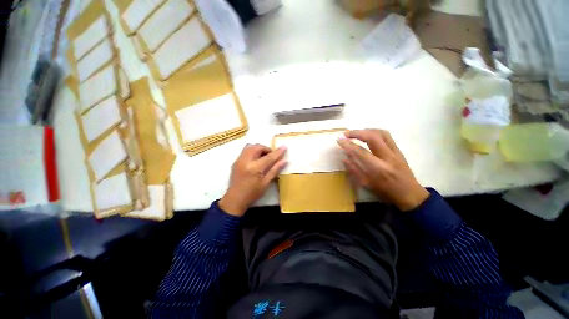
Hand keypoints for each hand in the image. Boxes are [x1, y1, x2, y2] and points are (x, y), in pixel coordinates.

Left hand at [219, 144, 287, 215]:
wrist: (235, 199)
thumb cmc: (252, 194)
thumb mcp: (266, 183)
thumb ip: (275, 170)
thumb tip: (284, 161)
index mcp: (255, 168)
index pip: (269, 157)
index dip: (277, 152)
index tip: (284, 147)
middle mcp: (246, 161)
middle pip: (257, 147)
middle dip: (266, 148)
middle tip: (271, 155)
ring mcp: (239, 160)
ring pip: (249, 146)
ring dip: (258, 148)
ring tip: (263, 156)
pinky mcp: (235, 162)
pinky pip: (245, 151)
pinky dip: (252, 151)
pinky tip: (255, 160)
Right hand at [337, 129, 428, 210]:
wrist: (410, 195)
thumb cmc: (386, 193)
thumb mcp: (367, 185)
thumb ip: (355, 170)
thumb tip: (344, 159)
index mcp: (379, 169)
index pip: (360, 152)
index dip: (348, 144)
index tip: (339, 140)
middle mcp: (388, 157)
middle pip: (372, 137)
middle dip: (356, 133)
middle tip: (346, 134)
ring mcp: (396, 152)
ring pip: (381, 133)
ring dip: (366, 130)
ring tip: (356, 133)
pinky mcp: (399, 150)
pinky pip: (387, 136)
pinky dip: (375, 132)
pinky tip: (368, 135)